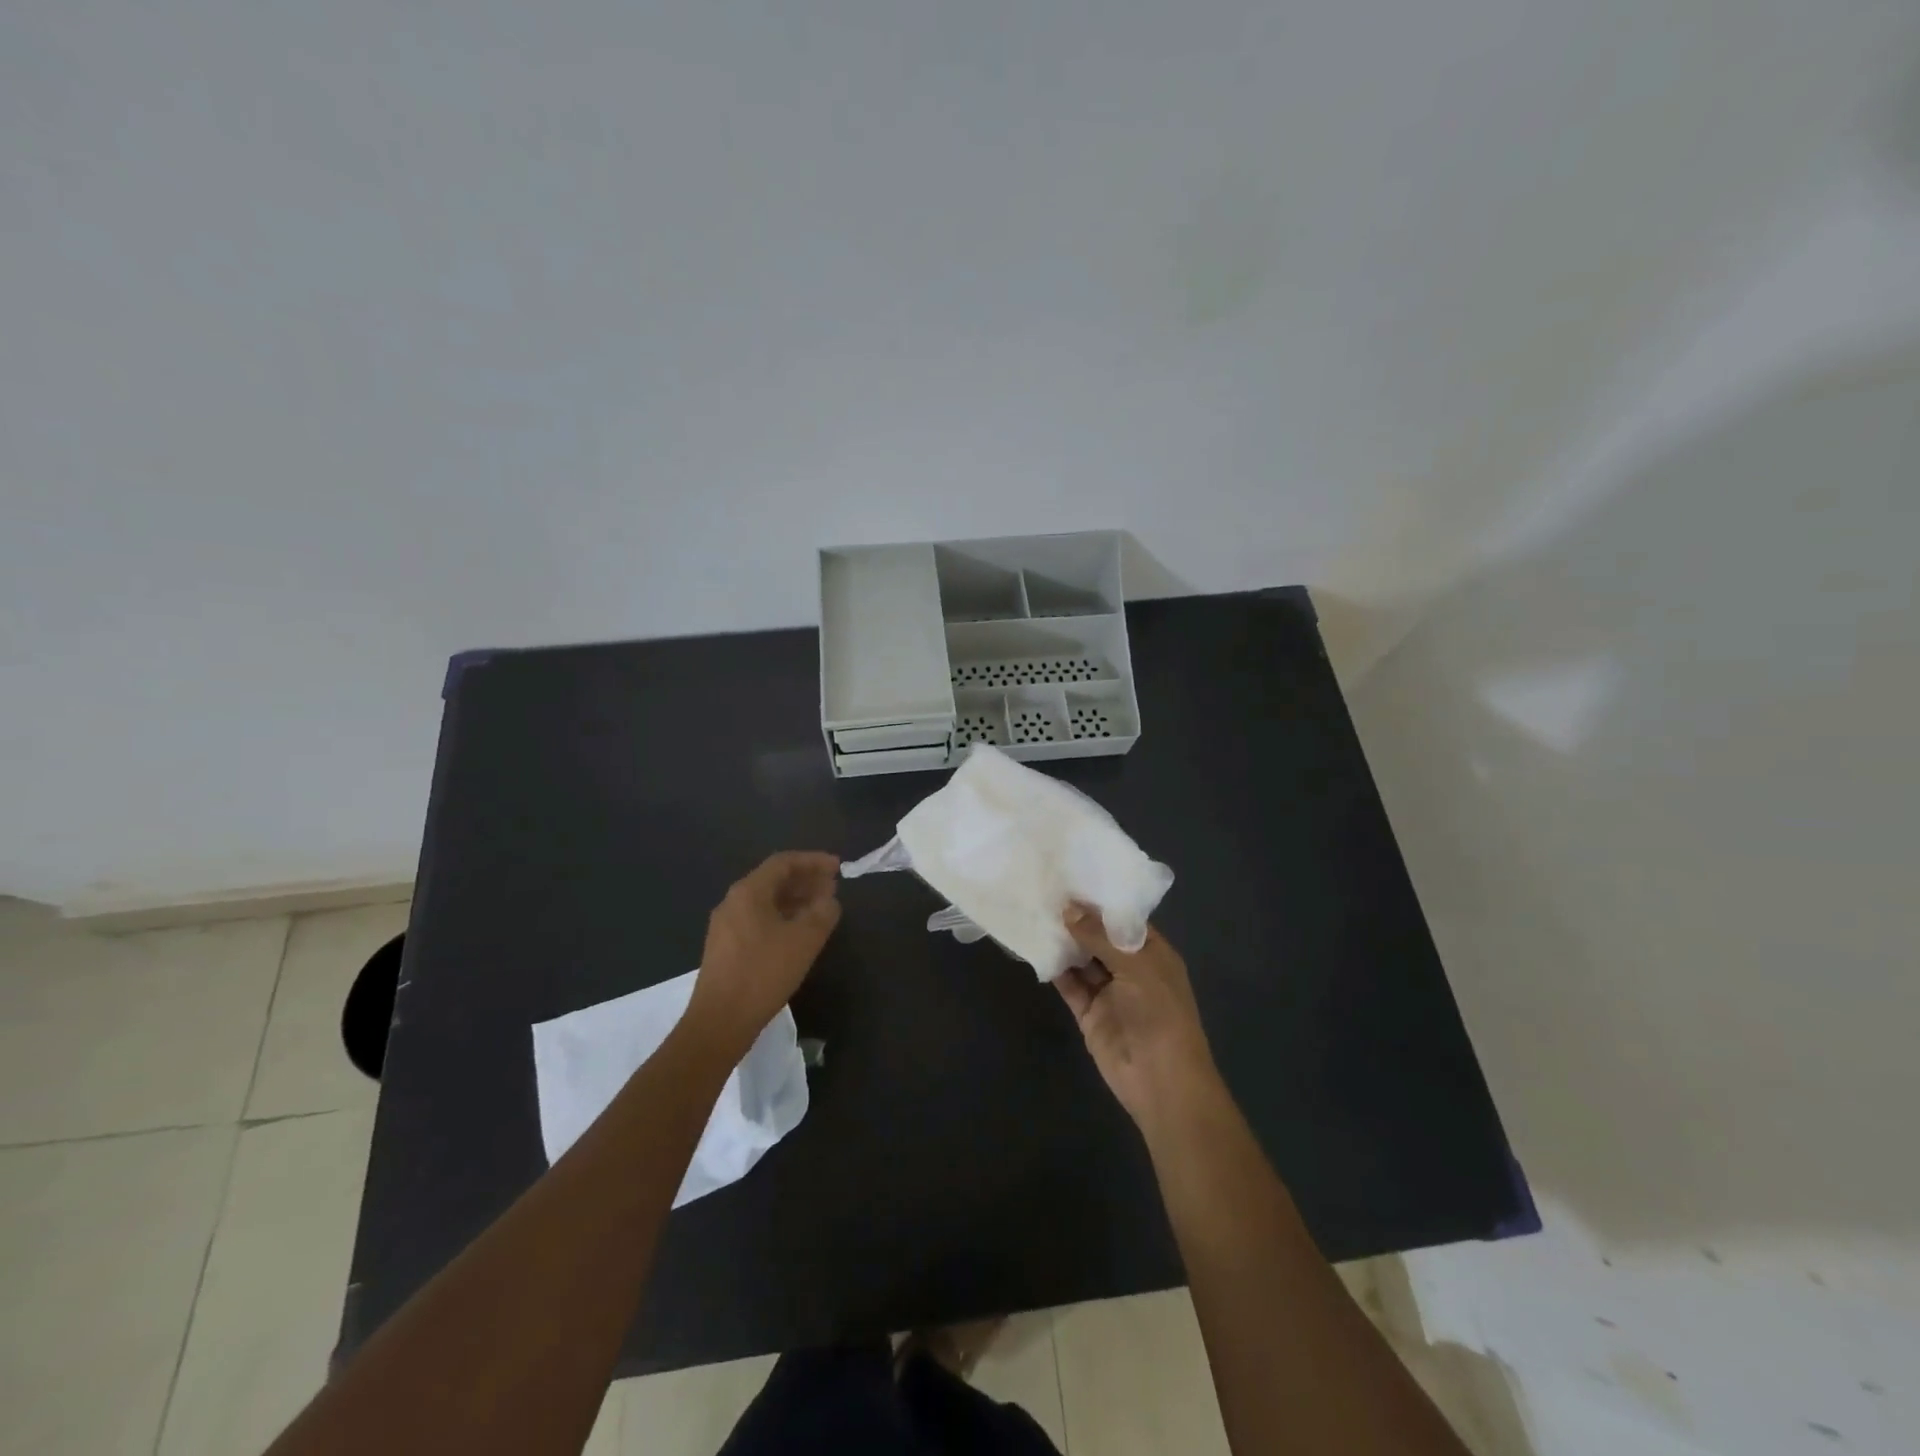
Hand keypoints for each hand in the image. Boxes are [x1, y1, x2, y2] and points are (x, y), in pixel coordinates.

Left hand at [689, 852, 840, 1049]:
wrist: (719, 1022)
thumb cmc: (763, 974)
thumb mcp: (803, 941)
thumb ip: (822, 913)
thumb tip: (829, 900)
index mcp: (748, 892)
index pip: (783, 862)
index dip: (813, 861)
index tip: (838, 867)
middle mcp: (733, 902)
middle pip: (773, 880)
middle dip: (805, 881)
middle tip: (833, 887)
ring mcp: (726, 926)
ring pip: (766, 902)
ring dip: (795, 900)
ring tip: (821, 909)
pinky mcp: (726, 948)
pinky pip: (759, 920)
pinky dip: (783, 918)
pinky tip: (799, 934)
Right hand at [1056, 906, 1223, 1131]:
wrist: (1161, 1080)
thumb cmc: (1160, 1013)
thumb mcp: (1136, 965)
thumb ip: (1100, 937)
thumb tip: (1068, 908)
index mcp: (1152, 953)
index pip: (1124, 919)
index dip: (1100, 901)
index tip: (1071, 876)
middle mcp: (1131, 968)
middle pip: (1100, 938)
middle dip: (1077, 919)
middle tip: (1045, 889)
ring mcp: (1109, 992)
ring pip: (1082, 960)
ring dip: (1063, 941)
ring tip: (1035, 911)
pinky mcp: (1089, 1013)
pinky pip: (1070, 985)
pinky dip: (1055, 969)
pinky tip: (1035, 947)